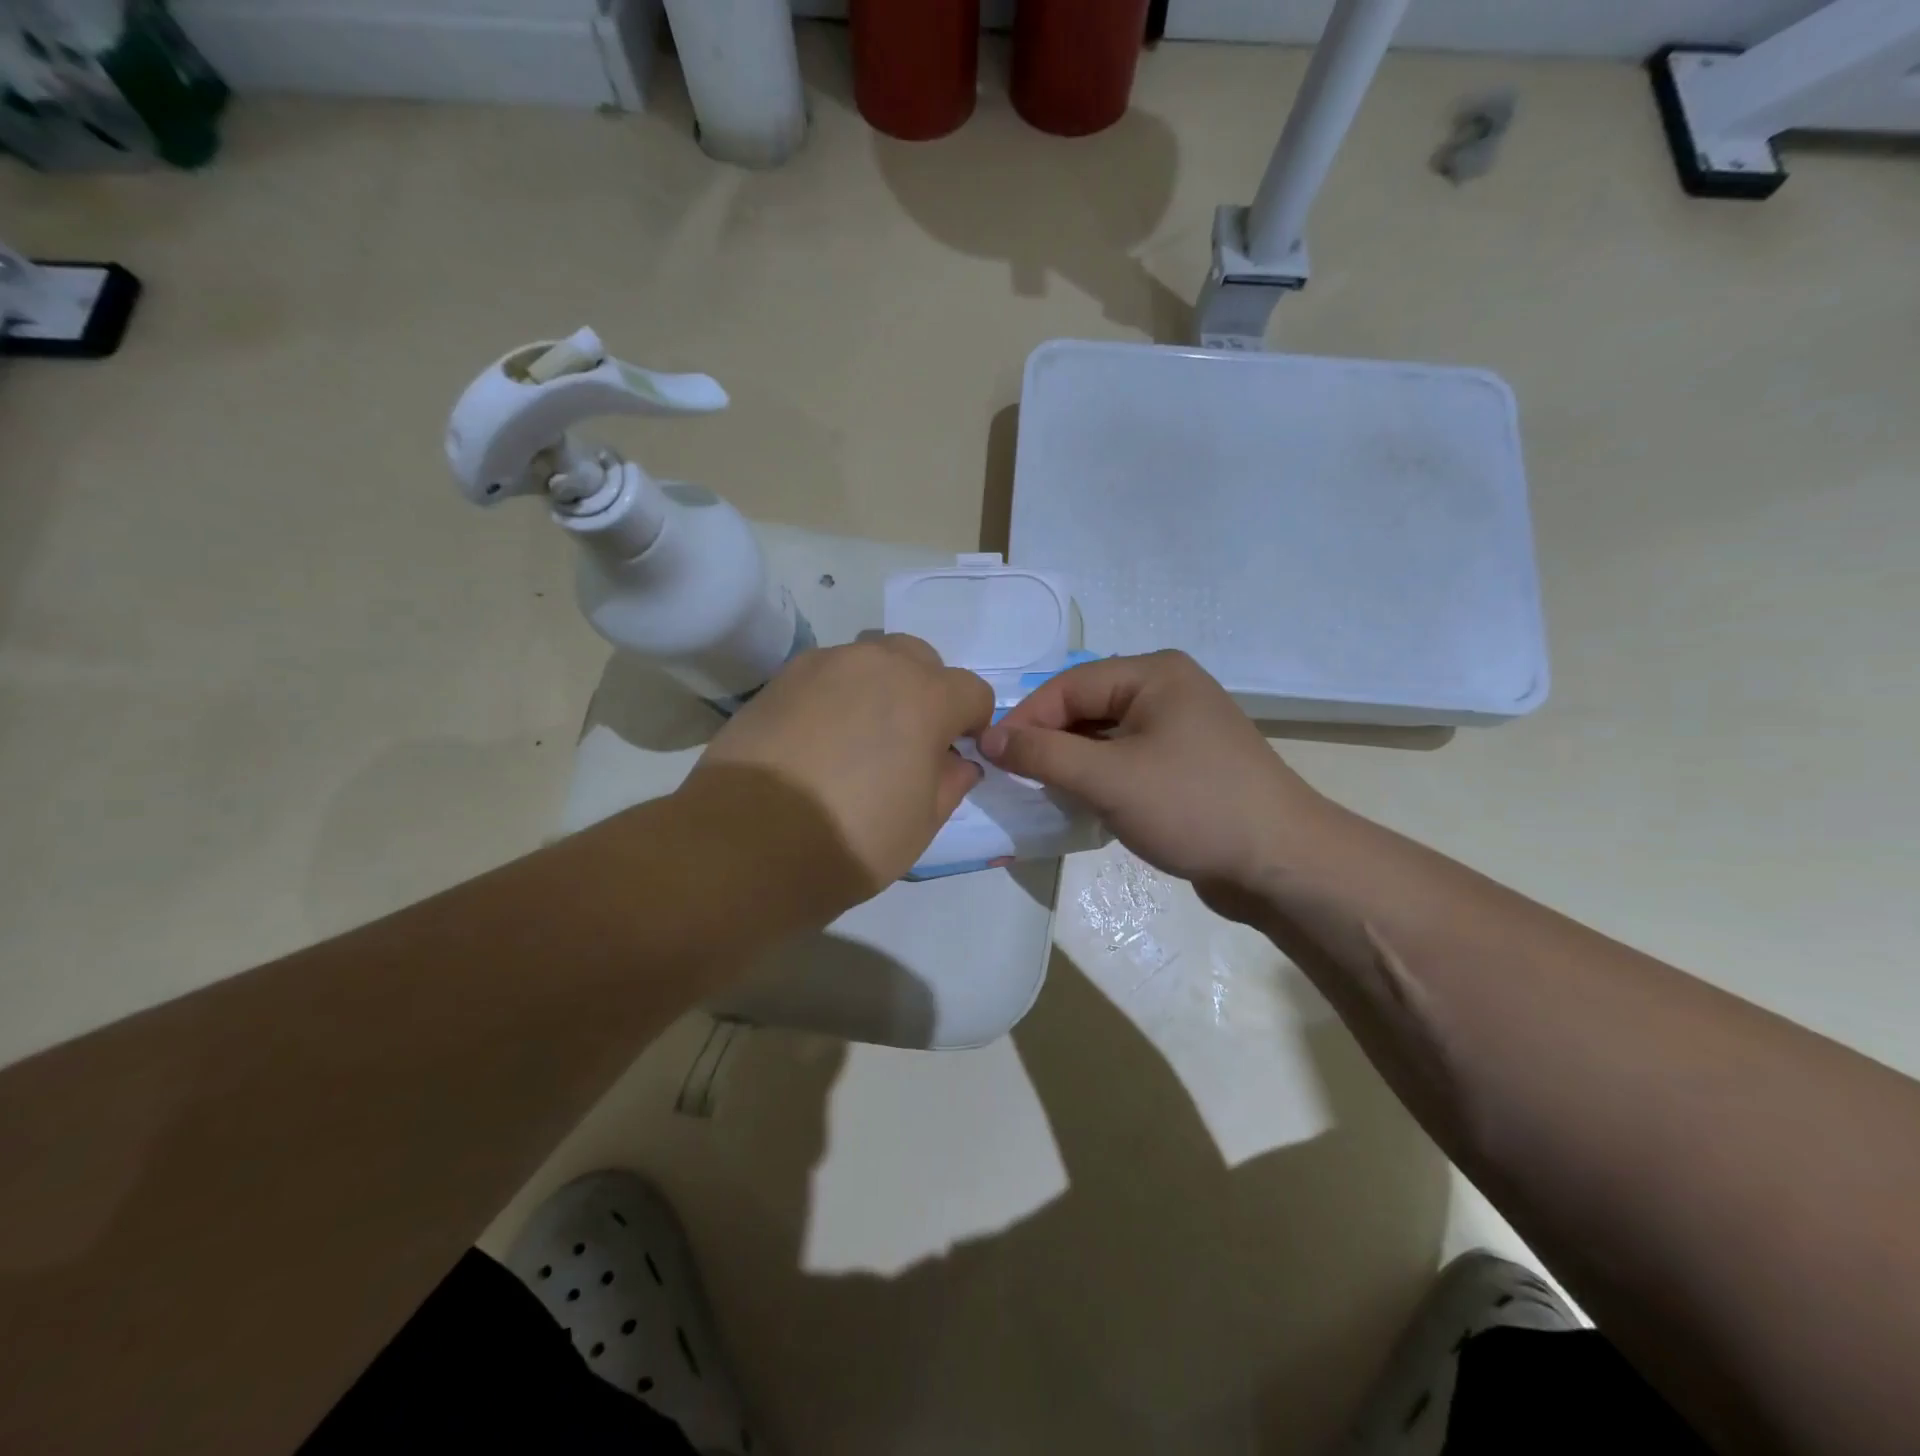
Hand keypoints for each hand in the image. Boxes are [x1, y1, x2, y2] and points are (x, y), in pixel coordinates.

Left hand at [687, 635, 992, 906]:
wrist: (747, 842)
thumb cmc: (851, 838)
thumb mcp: (922, 824)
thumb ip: (951, 782)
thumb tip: (957, 761)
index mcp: (925, 697)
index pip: (972, 690)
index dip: (973, 722)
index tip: (957, 753)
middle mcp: (878, 664)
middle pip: (921, 659)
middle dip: (927, 692)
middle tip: (909, 741)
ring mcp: (824, 665)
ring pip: (870, 660)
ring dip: (880, 688)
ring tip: (858, 738)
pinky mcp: (781, 678)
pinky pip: (827, 675)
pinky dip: (837, 695)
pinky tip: (818, 738)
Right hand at [980, 651, 1328, 908]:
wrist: (1281, 863)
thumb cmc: (1192, 807)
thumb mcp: (1108, 778)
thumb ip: (1043, 753)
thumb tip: (988, 738)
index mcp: (1154, 674)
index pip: (1069, 686)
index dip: (1026, 719)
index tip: (991, 757)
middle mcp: (1168, 690)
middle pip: (1087, 707)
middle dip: (1049, 742)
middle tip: (1014, 779)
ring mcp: (1181, 728)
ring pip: (1105, 737)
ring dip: (1073, 763)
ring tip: (1044, 793)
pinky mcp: (1186, 764)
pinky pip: (1127, 760)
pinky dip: (1100, 778)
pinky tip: (1083, 804)